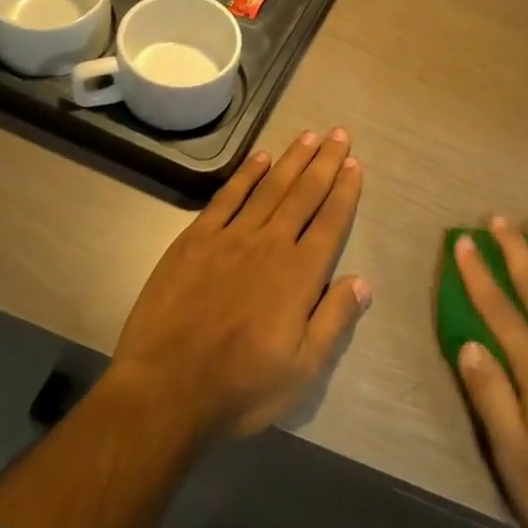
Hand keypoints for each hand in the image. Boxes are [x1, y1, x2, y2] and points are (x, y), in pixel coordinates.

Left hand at [109, 129, 370, 441]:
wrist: (164, 393)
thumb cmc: (241, 388)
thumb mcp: (303, 370)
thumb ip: (334, 320)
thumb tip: (364, 281)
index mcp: (300, 274)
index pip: (331, 221)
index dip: (345, 191)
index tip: (355, 165)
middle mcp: (271, 245)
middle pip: (304, 194)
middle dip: (326, 162)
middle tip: (340, 134)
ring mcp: (230, 238)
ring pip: (270, 187)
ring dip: (292, 159)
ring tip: (310, 135)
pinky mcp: (195, 241)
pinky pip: (227, 198)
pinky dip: (246, 175)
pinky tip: (260, 159)